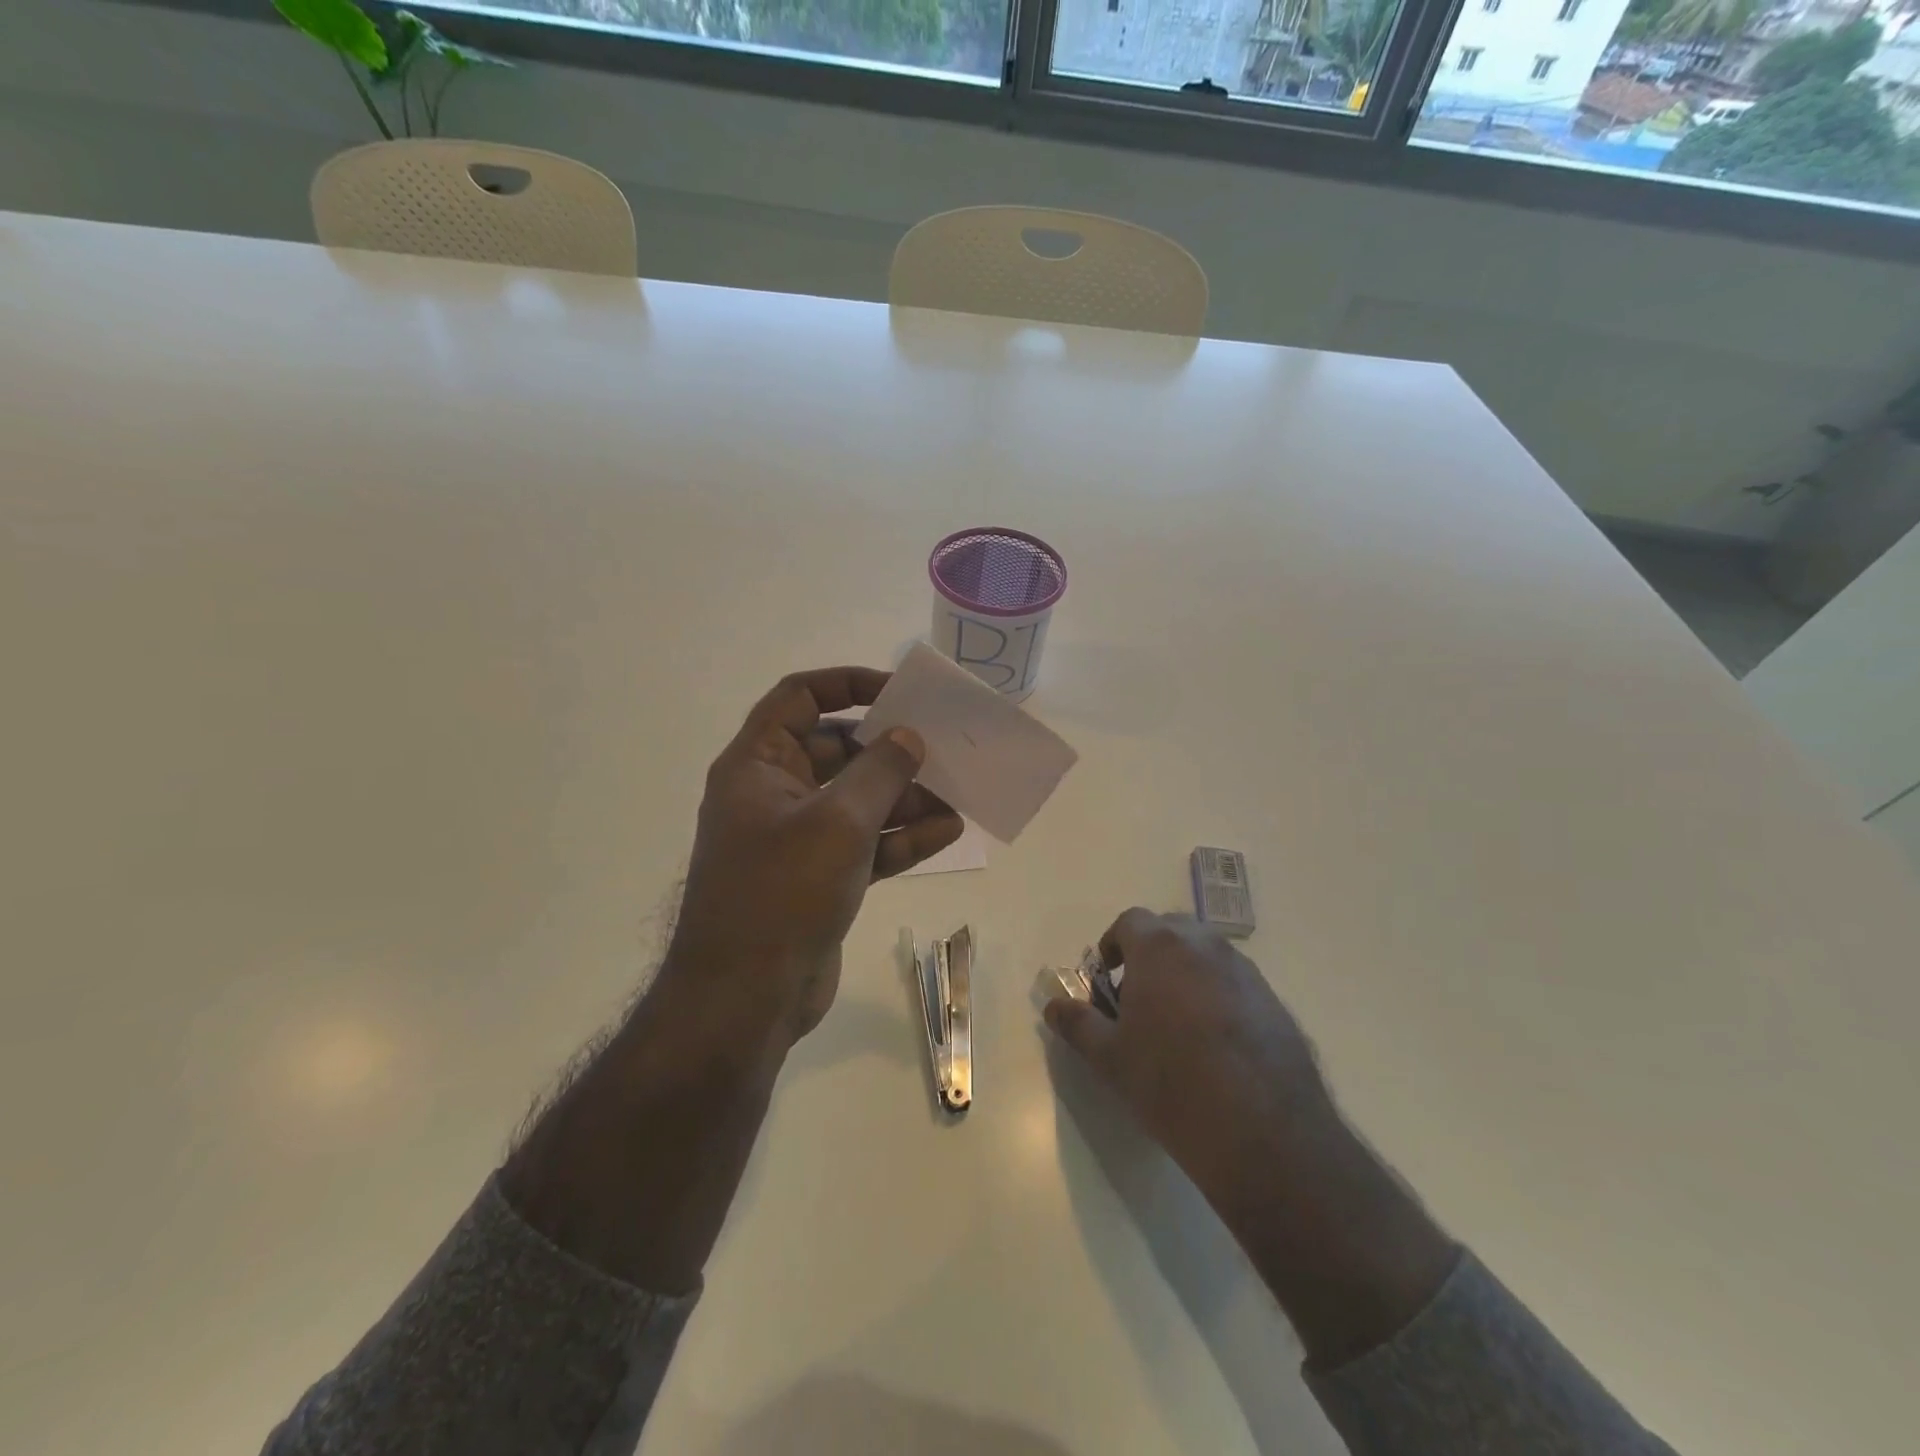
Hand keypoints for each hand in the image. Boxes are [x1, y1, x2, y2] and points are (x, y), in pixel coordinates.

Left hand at [668, 667, 963, 1049]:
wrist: (746, 999)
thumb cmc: (782, 893)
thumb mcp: (838, 822)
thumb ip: (879, 771)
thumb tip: (908, 737)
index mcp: (758, 765)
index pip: (799, 699)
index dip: (848, 685)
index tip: (898, 694)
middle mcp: (775, 794)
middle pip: (837, 751)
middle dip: (889, 751)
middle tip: (940, 749)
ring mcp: (797, 839)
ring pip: (857, 801)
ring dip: (904, 797)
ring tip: (957, 795)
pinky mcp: (819, 878)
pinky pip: (865, 843)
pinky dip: (901, 837)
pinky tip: (947, 831)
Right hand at [1044, 909, 1336, 1210]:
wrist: (1265, 1133)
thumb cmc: (1171, 1084)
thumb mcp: (1110, 1058)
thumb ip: (1077, 1024)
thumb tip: (1054, 1006)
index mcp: (1160, 947)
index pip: (1130, 921)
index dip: (1113, 944)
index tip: (1107, 977)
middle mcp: (1205, 946)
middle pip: (1170, 931)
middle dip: (1149, 954)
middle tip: (1138, 998)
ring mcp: (1245, 972)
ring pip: (1205, 955)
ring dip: (1185, 973)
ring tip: (1176, 1024)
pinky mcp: (1274, 1002)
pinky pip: (1234, 983)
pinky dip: (1217, 996)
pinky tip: (1215, 1046)